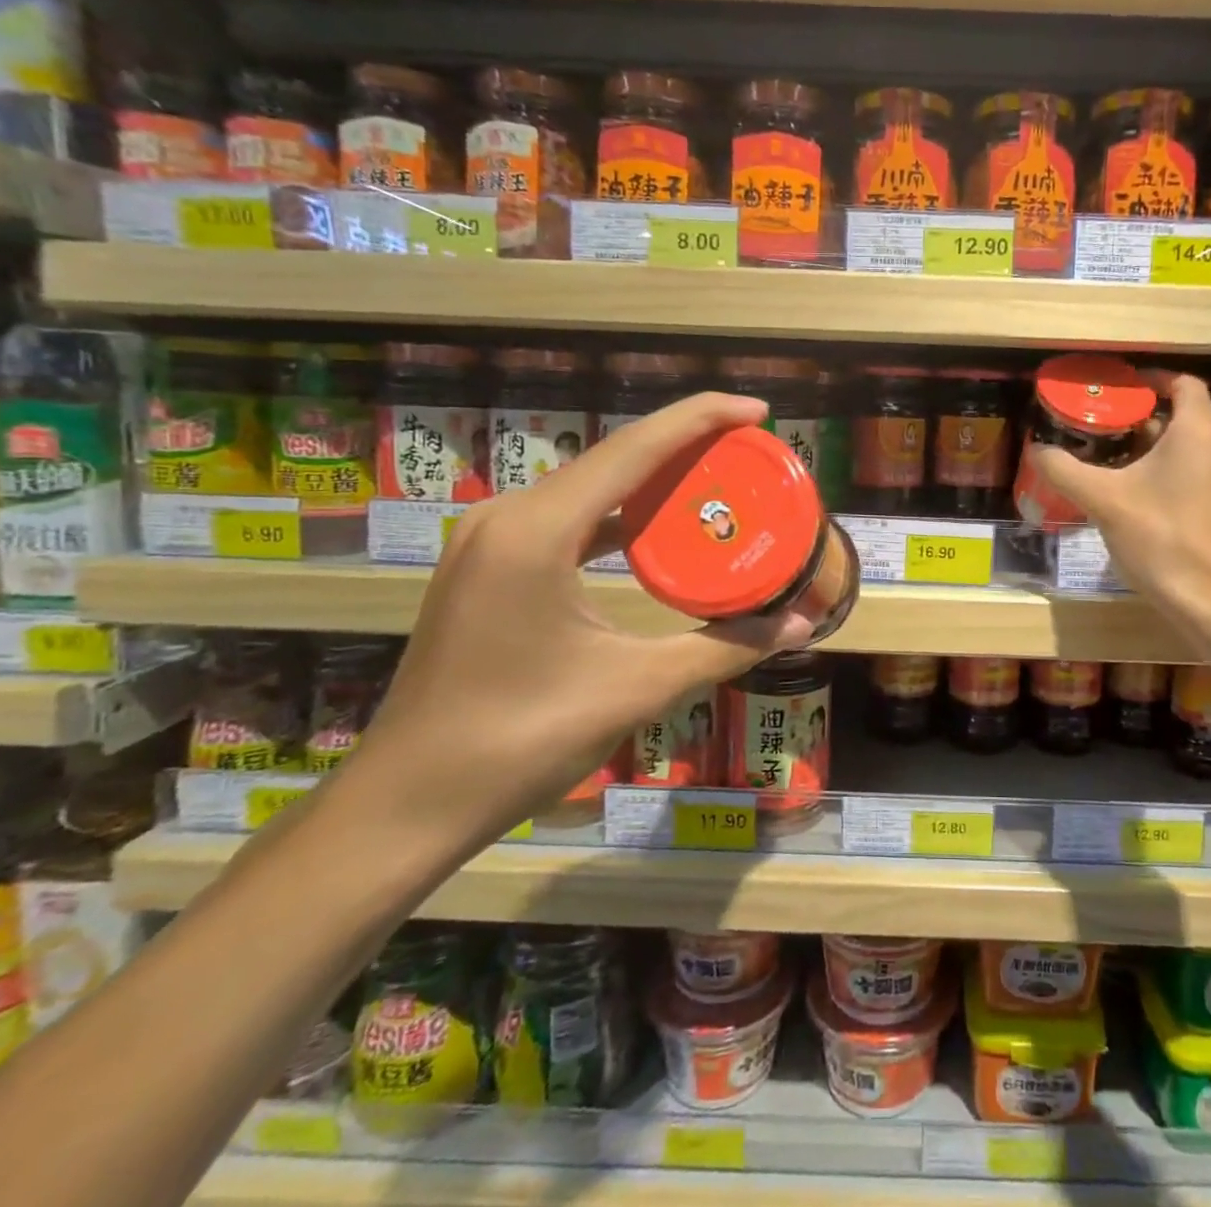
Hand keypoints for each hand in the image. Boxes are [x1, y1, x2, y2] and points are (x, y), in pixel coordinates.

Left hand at [325, 393, 811, 861]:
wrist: (409, 801)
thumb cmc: (520, 740)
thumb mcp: (636, 688)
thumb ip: (725, 648)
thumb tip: (801, 623)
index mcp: (538, 531)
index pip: (635, 448)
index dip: (701, 419)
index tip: (758, 409)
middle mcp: (508, 517)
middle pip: (613, 458)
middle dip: (685, 445)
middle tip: (750, 451)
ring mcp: (490, 540)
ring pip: (590, 486)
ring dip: (653, 478)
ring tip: (715, 479)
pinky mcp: (487, 566)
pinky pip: (569, 518)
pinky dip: (620, 514)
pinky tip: (655, 529)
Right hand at [1028, 372, 1210, 613]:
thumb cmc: (1161, 537)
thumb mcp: (1103, 500)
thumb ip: (1065, 470)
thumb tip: (1036, 450)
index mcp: (1199, 430)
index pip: (1183, 384)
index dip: (1152, 381)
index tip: (1122, 391)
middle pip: (1186, 418)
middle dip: (1146, 423)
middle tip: (1107, 436)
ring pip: (1197, 450)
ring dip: (1163, 453)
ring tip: (1124, 470)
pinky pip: (1207, 478)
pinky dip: (1181, 478)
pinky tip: (1152, 504)